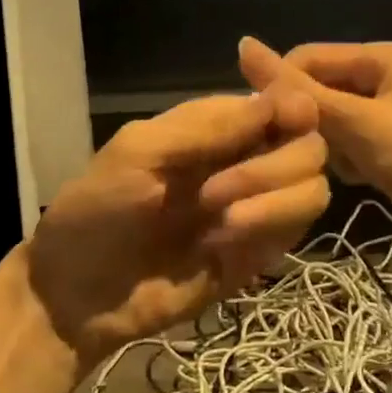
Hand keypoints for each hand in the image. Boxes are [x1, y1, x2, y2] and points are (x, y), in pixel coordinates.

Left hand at [28, 89, 329, 362]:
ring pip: (313, 188)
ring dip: (275, 200)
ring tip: (220, 222)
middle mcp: (246, 160)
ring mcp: (257, 208)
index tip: (290, 120)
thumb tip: (282, 96)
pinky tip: (222, 244)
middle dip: (272, 166)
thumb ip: (210, 126)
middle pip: (309, 146)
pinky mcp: (258, 253)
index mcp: (217, 127)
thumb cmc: (97, 209)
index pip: (282, 102)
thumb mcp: (140, 153)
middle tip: (214, 193)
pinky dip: (268, 229)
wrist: (77, 296)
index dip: (295, 106)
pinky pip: (295, 232)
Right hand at [238, 36, 391, 255]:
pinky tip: (358, 178)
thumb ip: (299, 89)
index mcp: (381, 56)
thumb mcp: (357, 122)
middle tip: (297, 153)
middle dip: (307, 120)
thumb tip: (242, 43)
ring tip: (341, 166)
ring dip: (325, 143)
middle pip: (318, 88)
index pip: (307, 57)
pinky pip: (344, 141)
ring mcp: (385, 111)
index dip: (283, 88)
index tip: (263, 127)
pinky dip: (343, 159)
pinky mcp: (386, 144)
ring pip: (327, 118)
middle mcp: (382, 75)